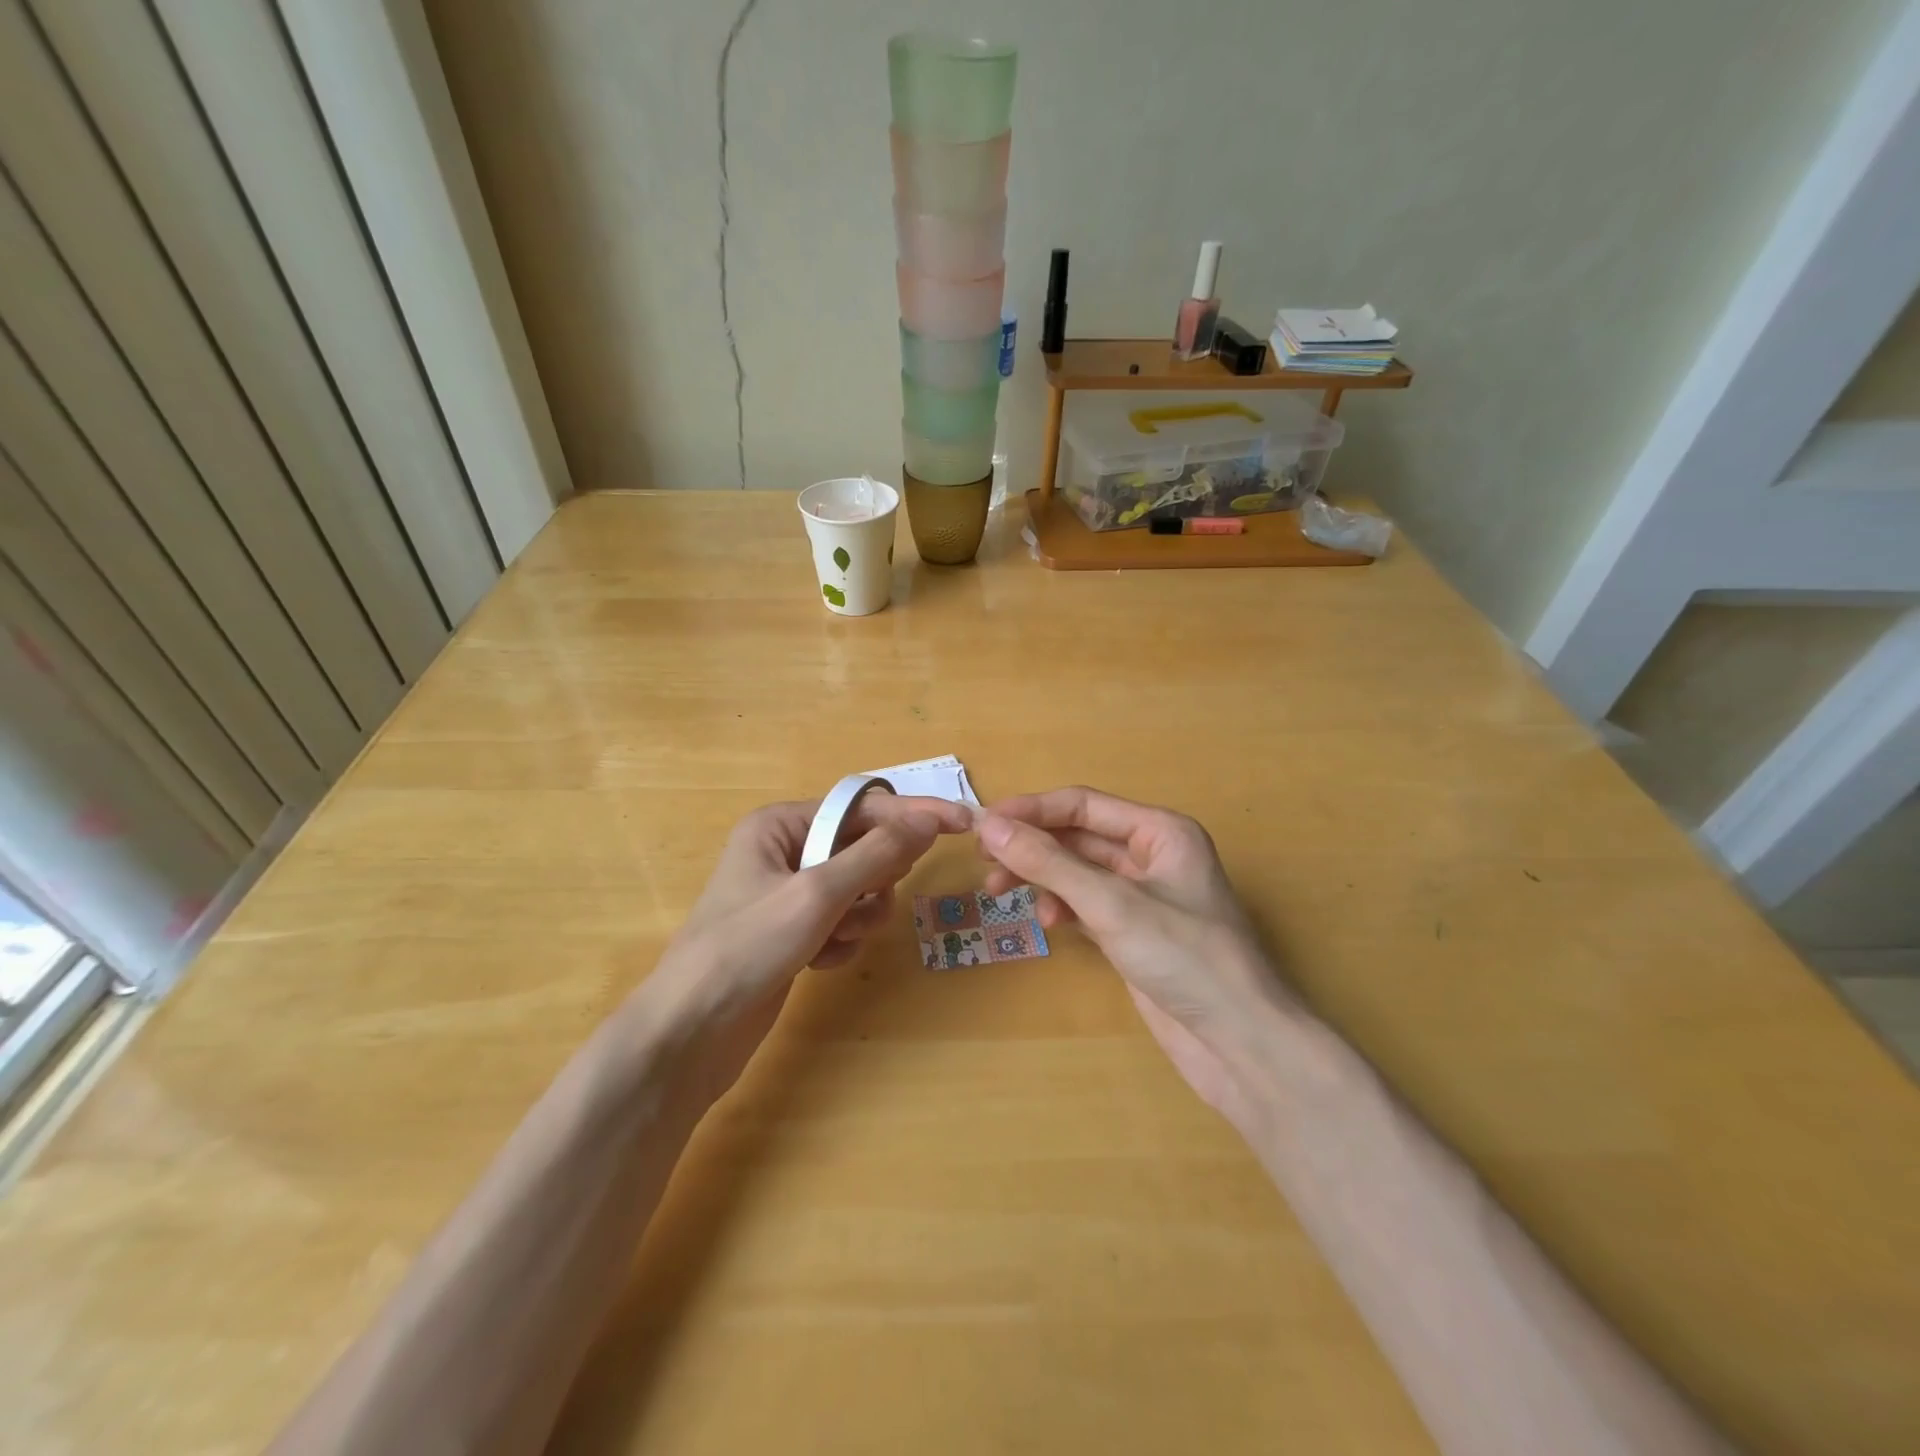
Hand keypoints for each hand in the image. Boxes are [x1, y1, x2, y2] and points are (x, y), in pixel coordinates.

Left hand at [636, 793, 969, 1103]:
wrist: (691, 1033)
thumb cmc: (747, 948)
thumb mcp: (817, 894)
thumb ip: (876, 854)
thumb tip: (928, 819)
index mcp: (781, 824)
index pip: (863, 807)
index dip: (913, 813)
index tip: (963, 822)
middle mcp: (787, 850)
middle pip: (865, 847)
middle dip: (873, 879)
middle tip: (862, 901)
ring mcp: (791, 894)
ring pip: (861, 889)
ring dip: (859, 916)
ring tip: (832, 939)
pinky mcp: (796, 933)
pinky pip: (846, 922)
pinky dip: (843, 940)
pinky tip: (819, 961)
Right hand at [976, 786, 1290, 1117]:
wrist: (1238, 1042)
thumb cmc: (1184, 957)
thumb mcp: (1112, 904)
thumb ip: (1049, 863)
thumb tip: (990, 825)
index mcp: (1160, 831)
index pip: (1083, 804)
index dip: (1031, 810)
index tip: (982, 823)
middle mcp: (1152, 854)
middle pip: (1078, 836)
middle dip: (1032, 846)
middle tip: (984, 861)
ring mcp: (1143, 895)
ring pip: (1078, 871)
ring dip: (1041, 877)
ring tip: (1001, 893)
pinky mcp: (1134, 931)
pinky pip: (1086, 903)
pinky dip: (1062, 906)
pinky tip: (1048, 922)